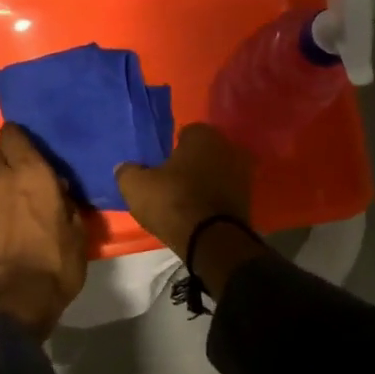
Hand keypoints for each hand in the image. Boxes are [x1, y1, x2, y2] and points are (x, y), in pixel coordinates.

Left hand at [0, 123, 87, 339]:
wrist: (15, 299)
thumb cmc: (55, 262)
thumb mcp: (77, 231)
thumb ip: (67, 203)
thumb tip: (59, 192)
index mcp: (31, 172)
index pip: (13, 135)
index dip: (21, 137)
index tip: (34, 146)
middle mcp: (1, 178)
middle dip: (8, 155)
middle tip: (28, 170)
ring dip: (1, 178)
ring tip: (21, 194)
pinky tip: (11, 216)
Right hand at [115, 123, 253, 259]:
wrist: (211, 240)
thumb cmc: (172, 202)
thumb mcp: (136, 186)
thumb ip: (127, 171)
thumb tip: (125, 168)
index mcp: (203, 135)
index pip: (185, 133)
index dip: (172, 149)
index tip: (160, 166)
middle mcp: (229, 146)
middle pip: (204, 152)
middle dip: (191, 164)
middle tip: (172, 182)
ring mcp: (243, 173)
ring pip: (217, 172)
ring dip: (205, 182)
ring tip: (186, 201)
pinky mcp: (249, 199)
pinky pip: (225, 193)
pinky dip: (215, 199)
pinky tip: (201, 213)